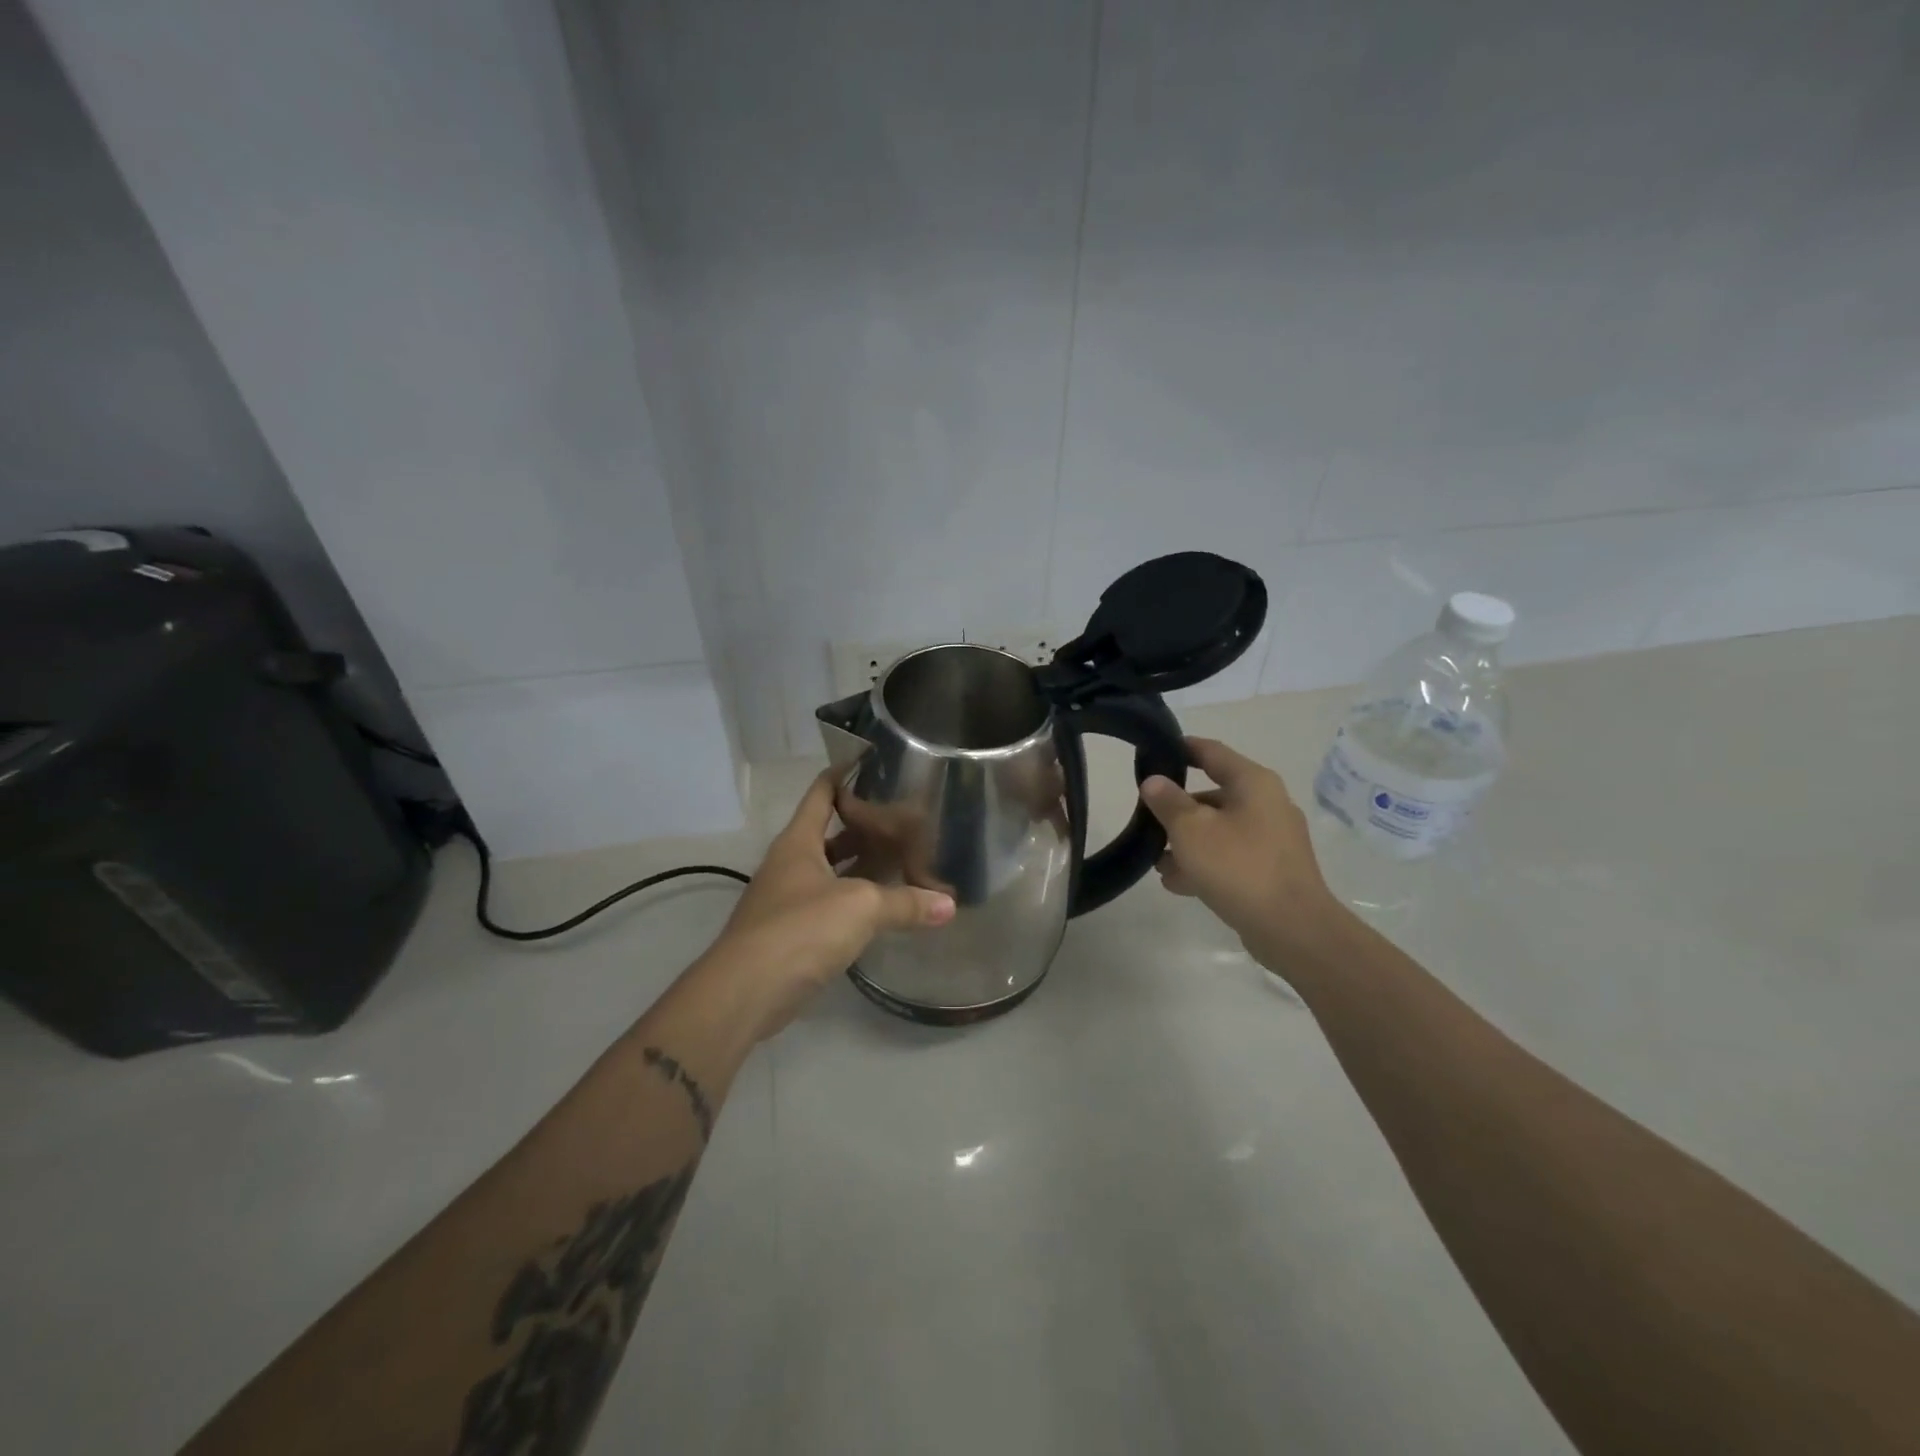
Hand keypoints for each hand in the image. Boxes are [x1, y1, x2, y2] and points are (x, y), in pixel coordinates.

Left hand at [702, 769, 954, 1039]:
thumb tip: (949, 905)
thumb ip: (905, 903)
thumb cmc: (800, 929)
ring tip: (904, 857)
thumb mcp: (860, 907)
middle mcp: (791, 864)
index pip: (821, 792)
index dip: (845, 773)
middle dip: (865, 824)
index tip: (876, 762)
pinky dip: (857, 901)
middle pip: (830, 832)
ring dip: (863, 866)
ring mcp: (789, 899)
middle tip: (907, 817)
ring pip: (833, 871)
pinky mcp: (793, 933)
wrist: (746, 992)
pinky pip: (832, 905)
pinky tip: (885, 907)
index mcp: (798, 842)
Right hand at [1140, 737, 1346, 967]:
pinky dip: (1205, 864)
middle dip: (1177, 810)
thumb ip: (1168, 802)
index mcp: (1253, 783)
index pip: (1212, 752)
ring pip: (1219, 830)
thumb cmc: (1239, 867)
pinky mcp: (1272, 870)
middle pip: (1212, 796)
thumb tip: (1154, 781)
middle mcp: (1267, 804)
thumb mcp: (1191, 830)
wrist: (1293, 929)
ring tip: (1157, 862)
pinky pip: (1230, 857)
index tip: (1154, 751)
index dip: (1182, 748)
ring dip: (1187, 843)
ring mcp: (1273, 840)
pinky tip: (1177, 883)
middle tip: (1147, 821)